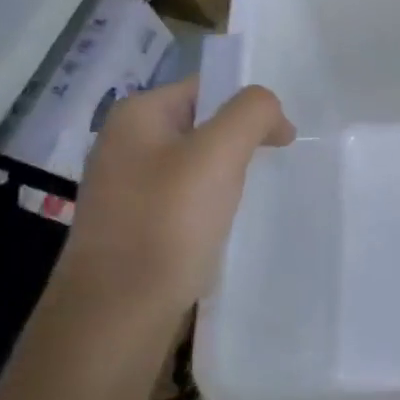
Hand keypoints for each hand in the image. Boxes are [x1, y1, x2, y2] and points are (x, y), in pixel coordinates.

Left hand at [53, 78, 293, 335]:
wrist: (117, 312)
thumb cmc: (167, 223)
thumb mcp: (218, 154)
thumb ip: (252, 113)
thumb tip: (272, 113)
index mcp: (137, 115)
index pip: (208, 88)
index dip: (250, 106)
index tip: (282, 139)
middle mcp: (125, 144)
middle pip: (203, 125)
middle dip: (241, 143)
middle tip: (272, 169)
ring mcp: (127, 187)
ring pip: (196, 166)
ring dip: (228, 178)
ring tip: (250, 201)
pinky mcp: (135, 225)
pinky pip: (185, 200)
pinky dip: (210, 207)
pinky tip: (224, 228)